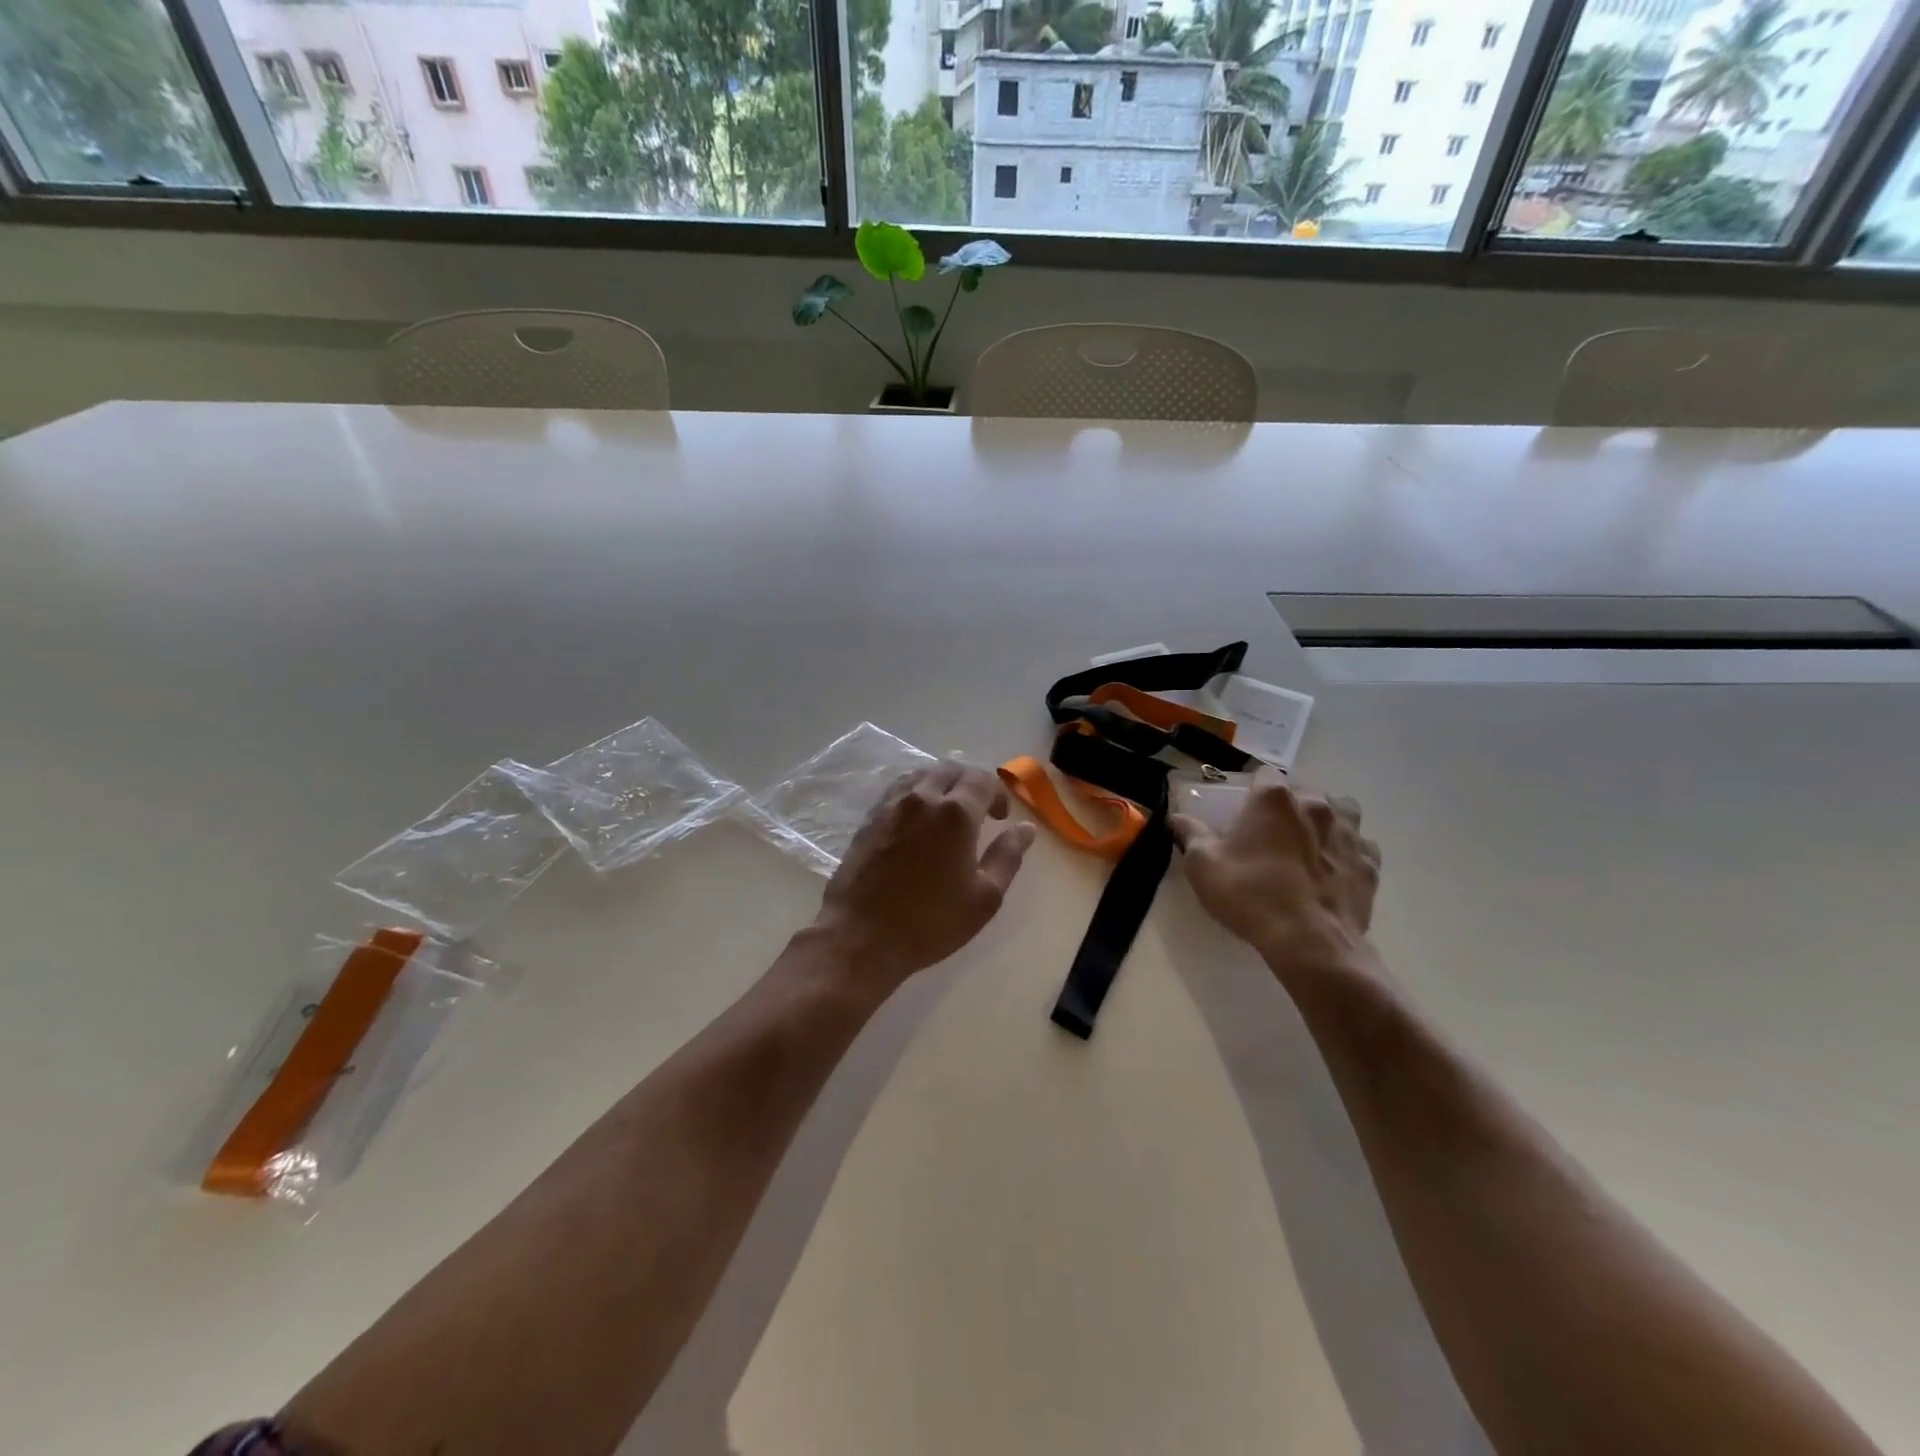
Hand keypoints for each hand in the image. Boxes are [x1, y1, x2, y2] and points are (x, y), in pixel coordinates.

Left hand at [813, 763, 1035, 992]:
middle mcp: (922, 798)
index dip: (997, 793)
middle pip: (951, 769)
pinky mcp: (869, 818)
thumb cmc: (930, 922)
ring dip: (941, 784)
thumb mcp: (985, 897)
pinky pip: (898, 789)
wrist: (861, 937)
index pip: (982, 778)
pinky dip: (915, 793)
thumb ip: (1008, 856)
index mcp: (956, 813)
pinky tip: (917, 820)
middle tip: (978, 813)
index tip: (1000, 819)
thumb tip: (1025, 828)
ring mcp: (891, 805)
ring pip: (921, 774)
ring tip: (947, 814)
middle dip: (970, 783)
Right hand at [1169, 772, 1380, 982]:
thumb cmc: (1250, 894)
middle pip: (1302, 792)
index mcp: (1274, 799)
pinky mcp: (1371, 863)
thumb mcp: (1203, 864)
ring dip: (1324, 824)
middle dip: (1288, 808)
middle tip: (1270, 836)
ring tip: (1307, 848)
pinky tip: (1331, 873)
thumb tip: (1178, 818)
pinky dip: (1346, 854)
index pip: (1264, 775)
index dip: (1252, 791)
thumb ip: (1190, 834)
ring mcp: (1350, 833)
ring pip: (1340, 813)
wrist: (1309, 942)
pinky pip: (1360, 847)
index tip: (1242, 812)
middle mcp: (1316, 805)